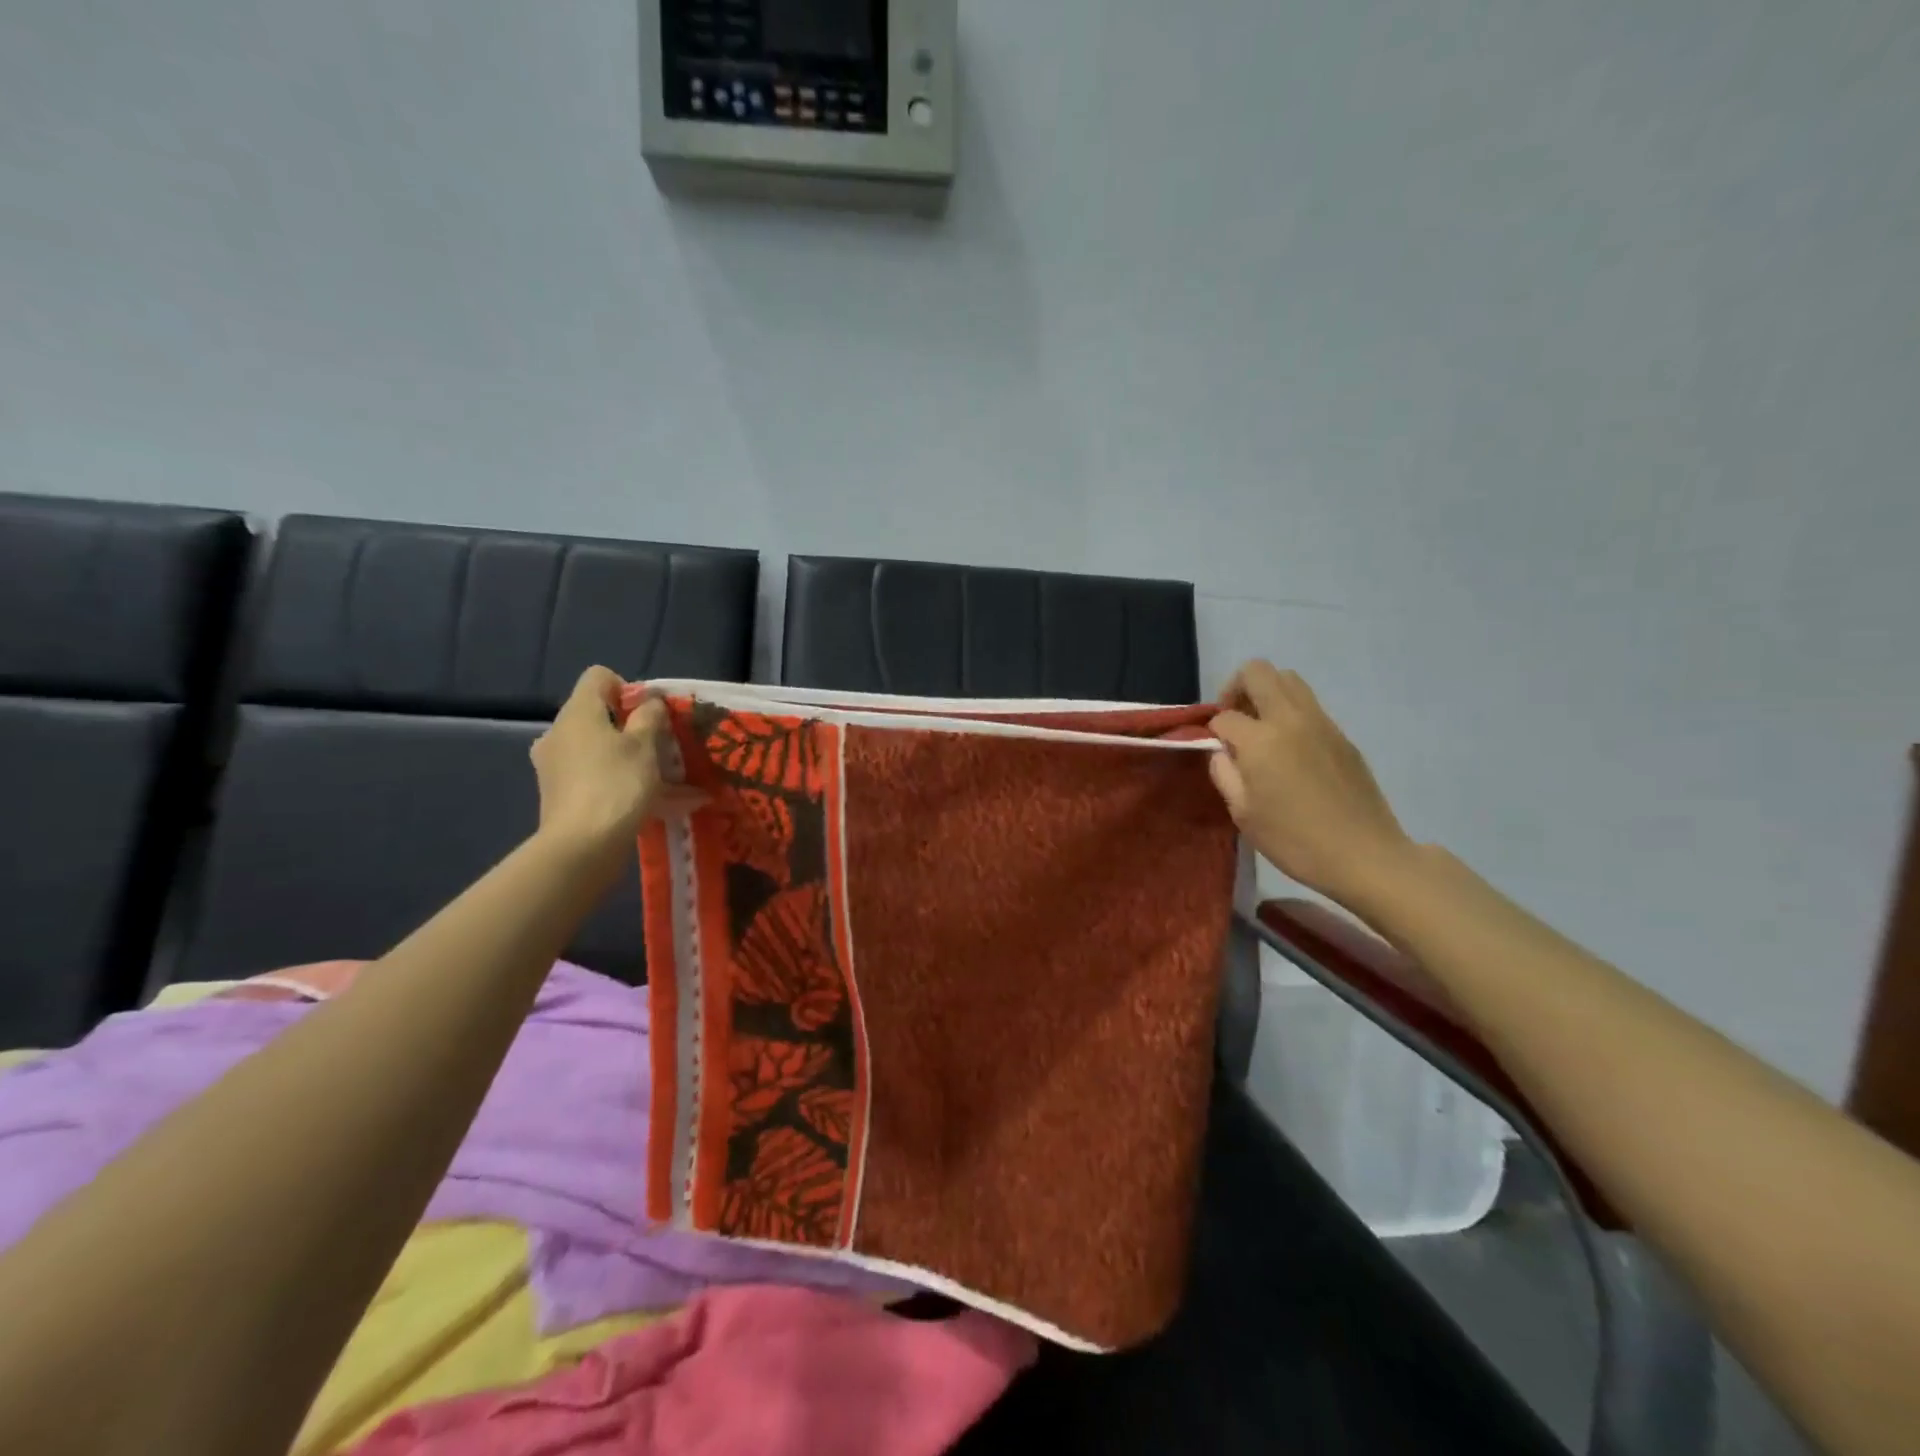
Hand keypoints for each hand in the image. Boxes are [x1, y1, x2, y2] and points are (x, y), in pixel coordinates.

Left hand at [530, 666, 671, 858]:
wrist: (582, 846)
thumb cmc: (616, 784)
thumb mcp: (645, 745)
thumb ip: (650, 716)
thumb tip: (649, 703)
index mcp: (578, 712)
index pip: (599, 677)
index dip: (629, 688)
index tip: (650, 714)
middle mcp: (560, 733)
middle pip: (600, 716)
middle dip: (634, 729)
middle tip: (663, 748)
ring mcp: (557, 767)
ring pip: (602, 751)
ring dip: (634, 760)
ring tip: (672, 781)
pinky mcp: (562, 796)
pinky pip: (599, 780)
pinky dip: (625, 786)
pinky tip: (662, 806)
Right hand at [1209, 661, 1413, 907]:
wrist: (1364, 855)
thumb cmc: (1294, 840)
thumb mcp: (1242, 813)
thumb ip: (1224, 773)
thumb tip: (1221, 751)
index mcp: (1262, 740)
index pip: (1225, 716)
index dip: (1212, 731)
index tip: (1216, 751)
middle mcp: (1291, 719)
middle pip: (1258, 672)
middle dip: (1236, 688)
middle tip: (1233, 720)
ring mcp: (1322, 723)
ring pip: (1288, 679)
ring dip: (1266, 693)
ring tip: (1260, 728)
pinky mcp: (1342, 736)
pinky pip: (1309, 704)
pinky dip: (1290, 711)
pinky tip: (1290, 749)